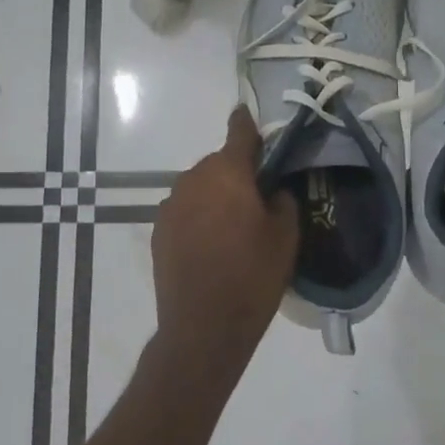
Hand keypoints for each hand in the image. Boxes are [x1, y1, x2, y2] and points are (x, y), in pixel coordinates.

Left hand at [150, 107, 298, 379]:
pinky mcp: (158, 230)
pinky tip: (211, 245)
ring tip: (233, 229)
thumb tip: (272, 190)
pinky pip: (185, 210)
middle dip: (237, 174)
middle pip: (219, 164)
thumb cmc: (252, 277)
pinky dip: (198, 217)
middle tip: (258, 200)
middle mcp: (193, 179)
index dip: (247, 124)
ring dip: (216, 197)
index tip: (249, 115)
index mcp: (227, 173)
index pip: (239, 133)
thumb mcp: (285, 237)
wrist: (203, 328)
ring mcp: (170, 205)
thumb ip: (281, 200)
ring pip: (200, 188)